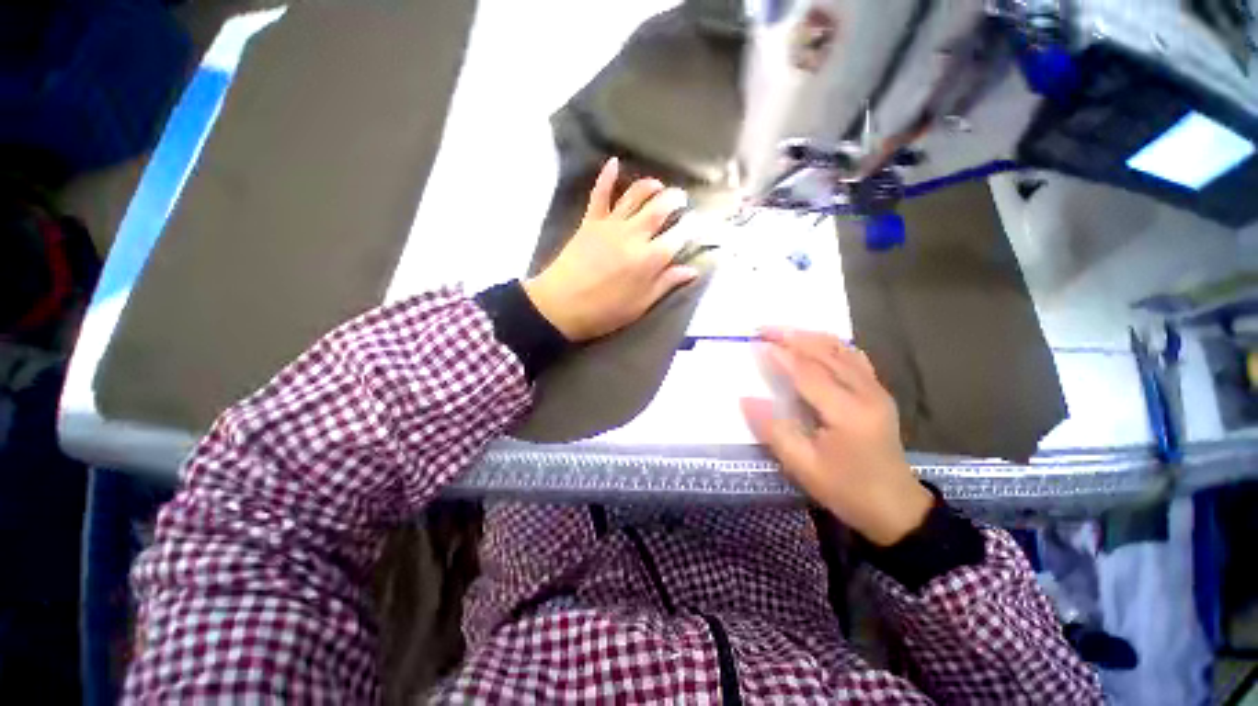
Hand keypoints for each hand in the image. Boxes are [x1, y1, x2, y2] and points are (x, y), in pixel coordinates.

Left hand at [523, 158, 698, 341]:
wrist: (561, 306)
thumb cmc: (604, 311)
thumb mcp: (640, 305)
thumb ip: (666, 283)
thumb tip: (692, 270)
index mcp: (649, 259)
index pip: (678, 236)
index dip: (691, 228)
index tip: (698, 224)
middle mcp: (634, 235)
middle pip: (660, 208)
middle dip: (676, 200)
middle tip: (682, 200)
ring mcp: (611, 225)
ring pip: (635, 195)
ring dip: (651, 186)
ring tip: (660, 186)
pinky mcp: (590, 222)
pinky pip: (599, 194)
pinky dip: (606, 176)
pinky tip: (614, 162)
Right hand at [740, 328, 933, 545]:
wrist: (895, 507)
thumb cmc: (846, 490)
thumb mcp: (803, 467)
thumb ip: (774, 430)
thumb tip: (746, 399)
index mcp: (848, 413)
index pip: (809, 373)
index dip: (781, 356)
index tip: (756, 343)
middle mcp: (866, 393)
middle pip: (826, 352)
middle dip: (793, 337)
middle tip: (764, 329)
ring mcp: (876, 390)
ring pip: (842, 350)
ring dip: (810, 337)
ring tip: (783, 332)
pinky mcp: (877, 392)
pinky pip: (853, 357)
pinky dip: (831, 345)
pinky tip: (815, 345)